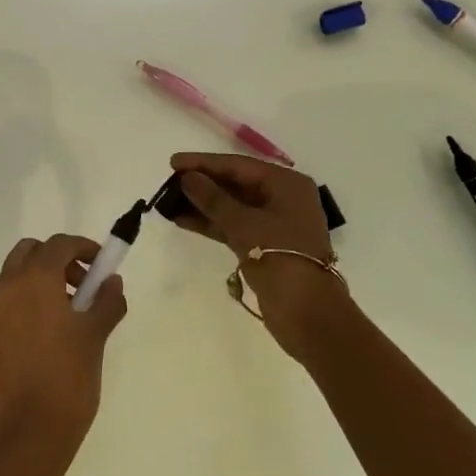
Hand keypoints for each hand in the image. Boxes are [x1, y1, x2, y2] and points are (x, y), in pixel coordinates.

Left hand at [0, 234, 127, 455]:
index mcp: (34, 279)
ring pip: (16, 274)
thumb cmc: (68, 376)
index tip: (103, 264)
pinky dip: (29, 299)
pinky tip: (52, 329)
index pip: (59, 244)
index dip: (84, 247)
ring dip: (43, 277)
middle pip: (30, 251)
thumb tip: (112, 282)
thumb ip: (107, 301)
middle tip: (84, 283)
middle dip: (58, 258)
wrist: (31, 431)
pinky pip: (9, 300)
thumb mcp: (96, 334)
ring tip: (73, 309)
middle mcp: (8, 287)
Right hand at [167, 152, 346, 358]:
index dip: (204, 163)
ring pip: (232, 206)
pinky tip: (183, 220)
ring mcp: (274, 224)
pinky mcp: (264, 246)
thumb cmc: (281, 257)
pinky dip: (211, 223)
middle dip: (202, 183)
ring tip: (169, 201)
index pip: (238, 165)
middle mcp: (282, 199)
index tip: (173, 162)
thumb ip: (213, 199)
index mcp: (286, 185)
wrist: (307, 313)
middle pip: (236, 183)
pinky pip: (233, 226)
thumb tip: (187, 177)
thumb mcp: (244, 224)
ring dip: (202, 204)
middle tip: (168, 182)